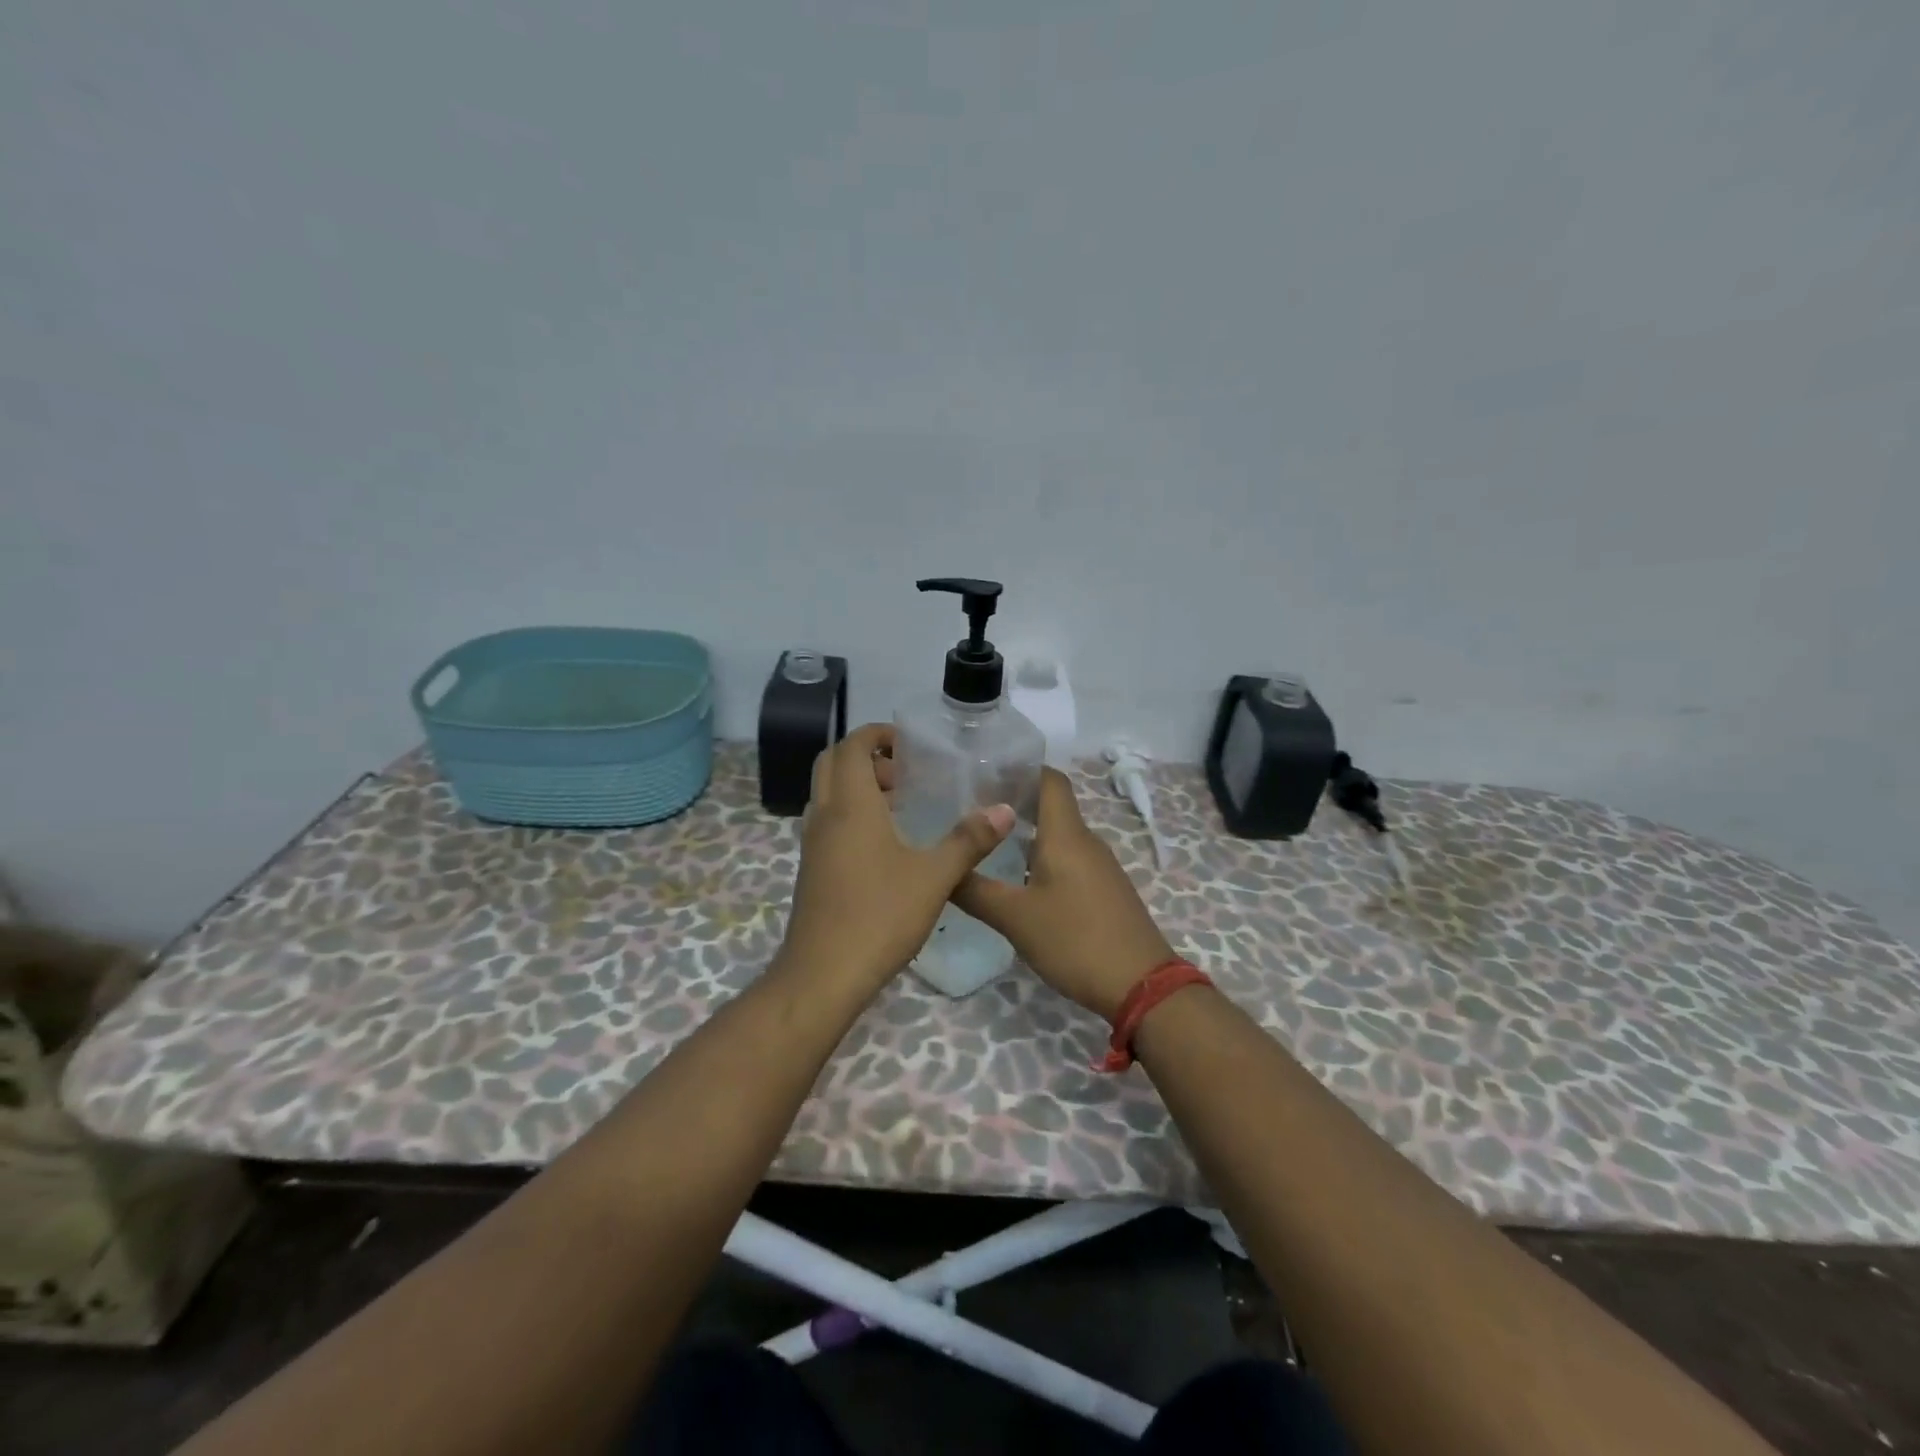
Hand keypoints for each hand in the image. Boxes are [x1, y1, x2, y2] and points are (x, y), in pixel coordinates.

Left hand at [779, 723, 1015, 993]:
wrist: (823, 974)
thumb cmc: (879, 916)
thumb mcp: (934, 877)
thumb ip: (969, 840)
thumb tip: (1003, 810)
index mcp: (850, 805)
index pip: (851, 746)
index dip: (877, 734)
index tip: (910, 744)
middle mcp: (824, 816)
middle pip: (833, 763)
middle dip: (867, 757)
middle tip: (906, 773)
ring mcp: (813, 844)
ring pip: (828, 793)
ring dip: (858, 786)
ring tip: (902, 806)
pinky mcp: (812, 869)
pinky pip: (828, 821)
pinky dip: (852, 814)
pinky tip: (886, 845)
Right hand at [952, 769, 1173, 1020]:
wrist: (1142, 986)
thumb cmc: (1076, 940)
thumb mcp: (1016, 918)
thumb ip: (975, 891)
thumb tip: (942, 870)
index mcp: (1066, 835)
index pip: (1049, 779)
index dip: (1020, 769)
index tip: (983, 773)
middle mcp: (1086, 841)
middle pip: (1051, 805)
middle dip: (1013, 803)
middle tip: (971, 812)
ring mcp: (1099, 867)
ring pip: (1058, 835)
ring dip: (1025, 833)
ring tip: (986, 845)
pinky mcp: (1104, 890)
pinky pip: (1068, 859)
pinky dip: (1041, 858)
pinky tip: (1018, 881)